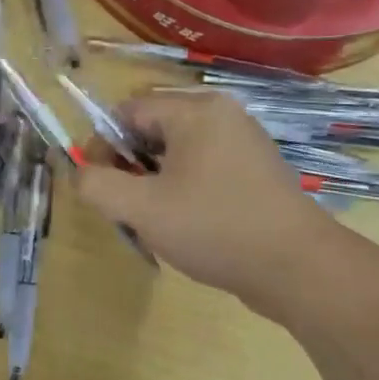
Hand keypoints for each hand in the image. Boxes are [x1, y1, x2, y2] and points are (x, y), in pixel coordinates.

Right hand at [73, 89, 336, 318]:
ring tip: (154, 218)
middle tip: (126, 205)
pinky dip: (182, 188)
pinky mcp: (255, 170)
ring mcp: (243, 142)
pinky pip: (202, 167)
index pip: (127, 112)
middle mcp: (222, 115)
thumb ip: (97, 185)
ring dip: (153, 180)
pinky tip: (186, 223)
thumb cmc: (213, 227)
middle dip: (129, 165)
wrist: (297, 268)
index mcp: (196, 111)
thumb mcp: (140, 208)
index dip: (102, 145)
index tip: (97, 185)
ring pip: (176, 151)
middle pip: (152, 129)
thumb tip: (81, 173)